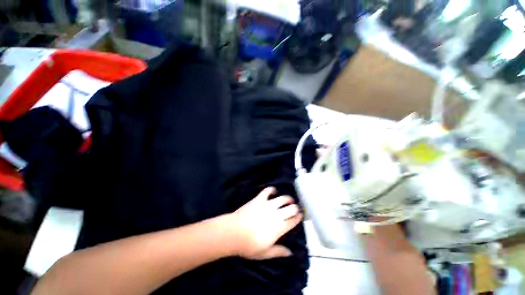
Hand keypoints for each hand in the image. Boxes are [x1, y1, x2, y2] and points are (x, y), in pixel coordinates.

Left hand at [229, 187, 302, 259]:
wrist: (234, 232)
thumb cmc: (249, 245)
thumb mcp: (265, 253)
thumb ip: (279, 251)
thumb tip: (290, 252)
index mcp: (279, 228)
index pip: (293, 221)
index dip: (298, 217)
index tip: (300, 215)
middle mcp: (276, 214)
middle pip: (291, 208)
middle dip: (295, 207)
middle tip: (294, 208)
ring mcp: (267, 205)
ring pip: (282, 198)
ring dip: (287, 198)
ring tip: (288, 200)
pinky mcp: (259, 199)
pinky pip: (267, 191)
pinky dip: (272, 189)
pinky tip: (273, 191)